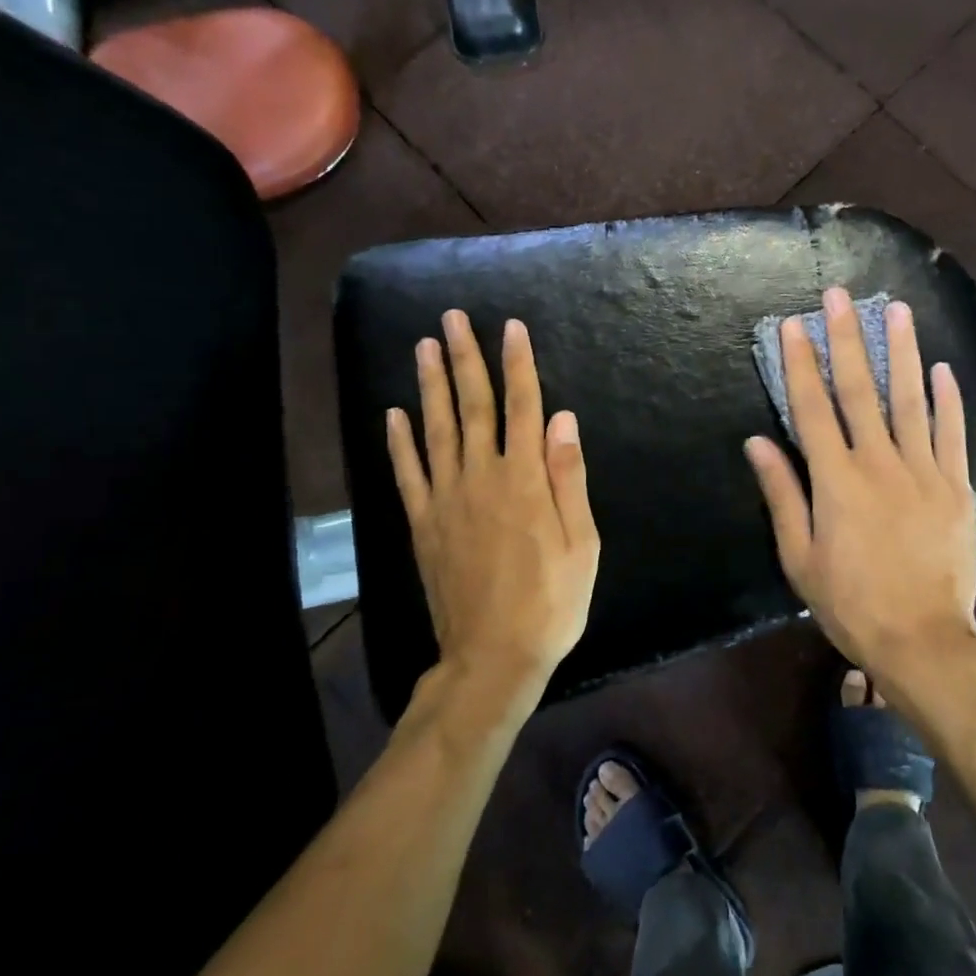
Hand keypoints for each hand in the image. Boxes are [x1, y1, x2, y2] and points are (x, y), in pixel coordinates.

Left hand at [387, 310, 599, 690]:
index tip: (512, 327)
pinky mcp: (423, 523)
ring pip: (436, 429)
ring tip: (424, 346)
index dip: (519, 364)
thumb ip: (568, 477)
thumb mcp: (581, 542)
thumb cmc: (551, 601)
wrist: (493, 656)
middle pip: (473, 406)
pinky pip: (408, 473)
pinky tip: (394, 413)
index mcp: (525, 480)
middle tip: (453, 318)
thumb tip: (562, 418)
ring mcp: (446, 499)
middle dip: (466, 359)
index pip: (522, 407)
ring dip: (430, 384)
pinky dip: (399, 441)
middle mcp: (482, 477)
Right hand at [744, 288, 975, 685]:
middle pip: (859, 391)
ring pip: (910, 400)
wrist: (924, 640)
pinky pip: (953, 434)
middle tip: (840, 295)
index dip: (801, 363)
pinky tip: (943, 369)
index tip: (794, 325)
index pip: (812, 408)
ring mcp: (923, 471)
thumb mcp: (799, 557)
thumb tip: (757, 442)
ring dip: (901, 352)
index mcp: (837, 480)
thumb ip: (782, 494)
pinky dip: (949, 400)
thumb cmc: (851, 603)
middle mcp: (879, 463)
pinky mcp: (957, 487)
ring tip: (897, 309)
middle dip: (847, 338)